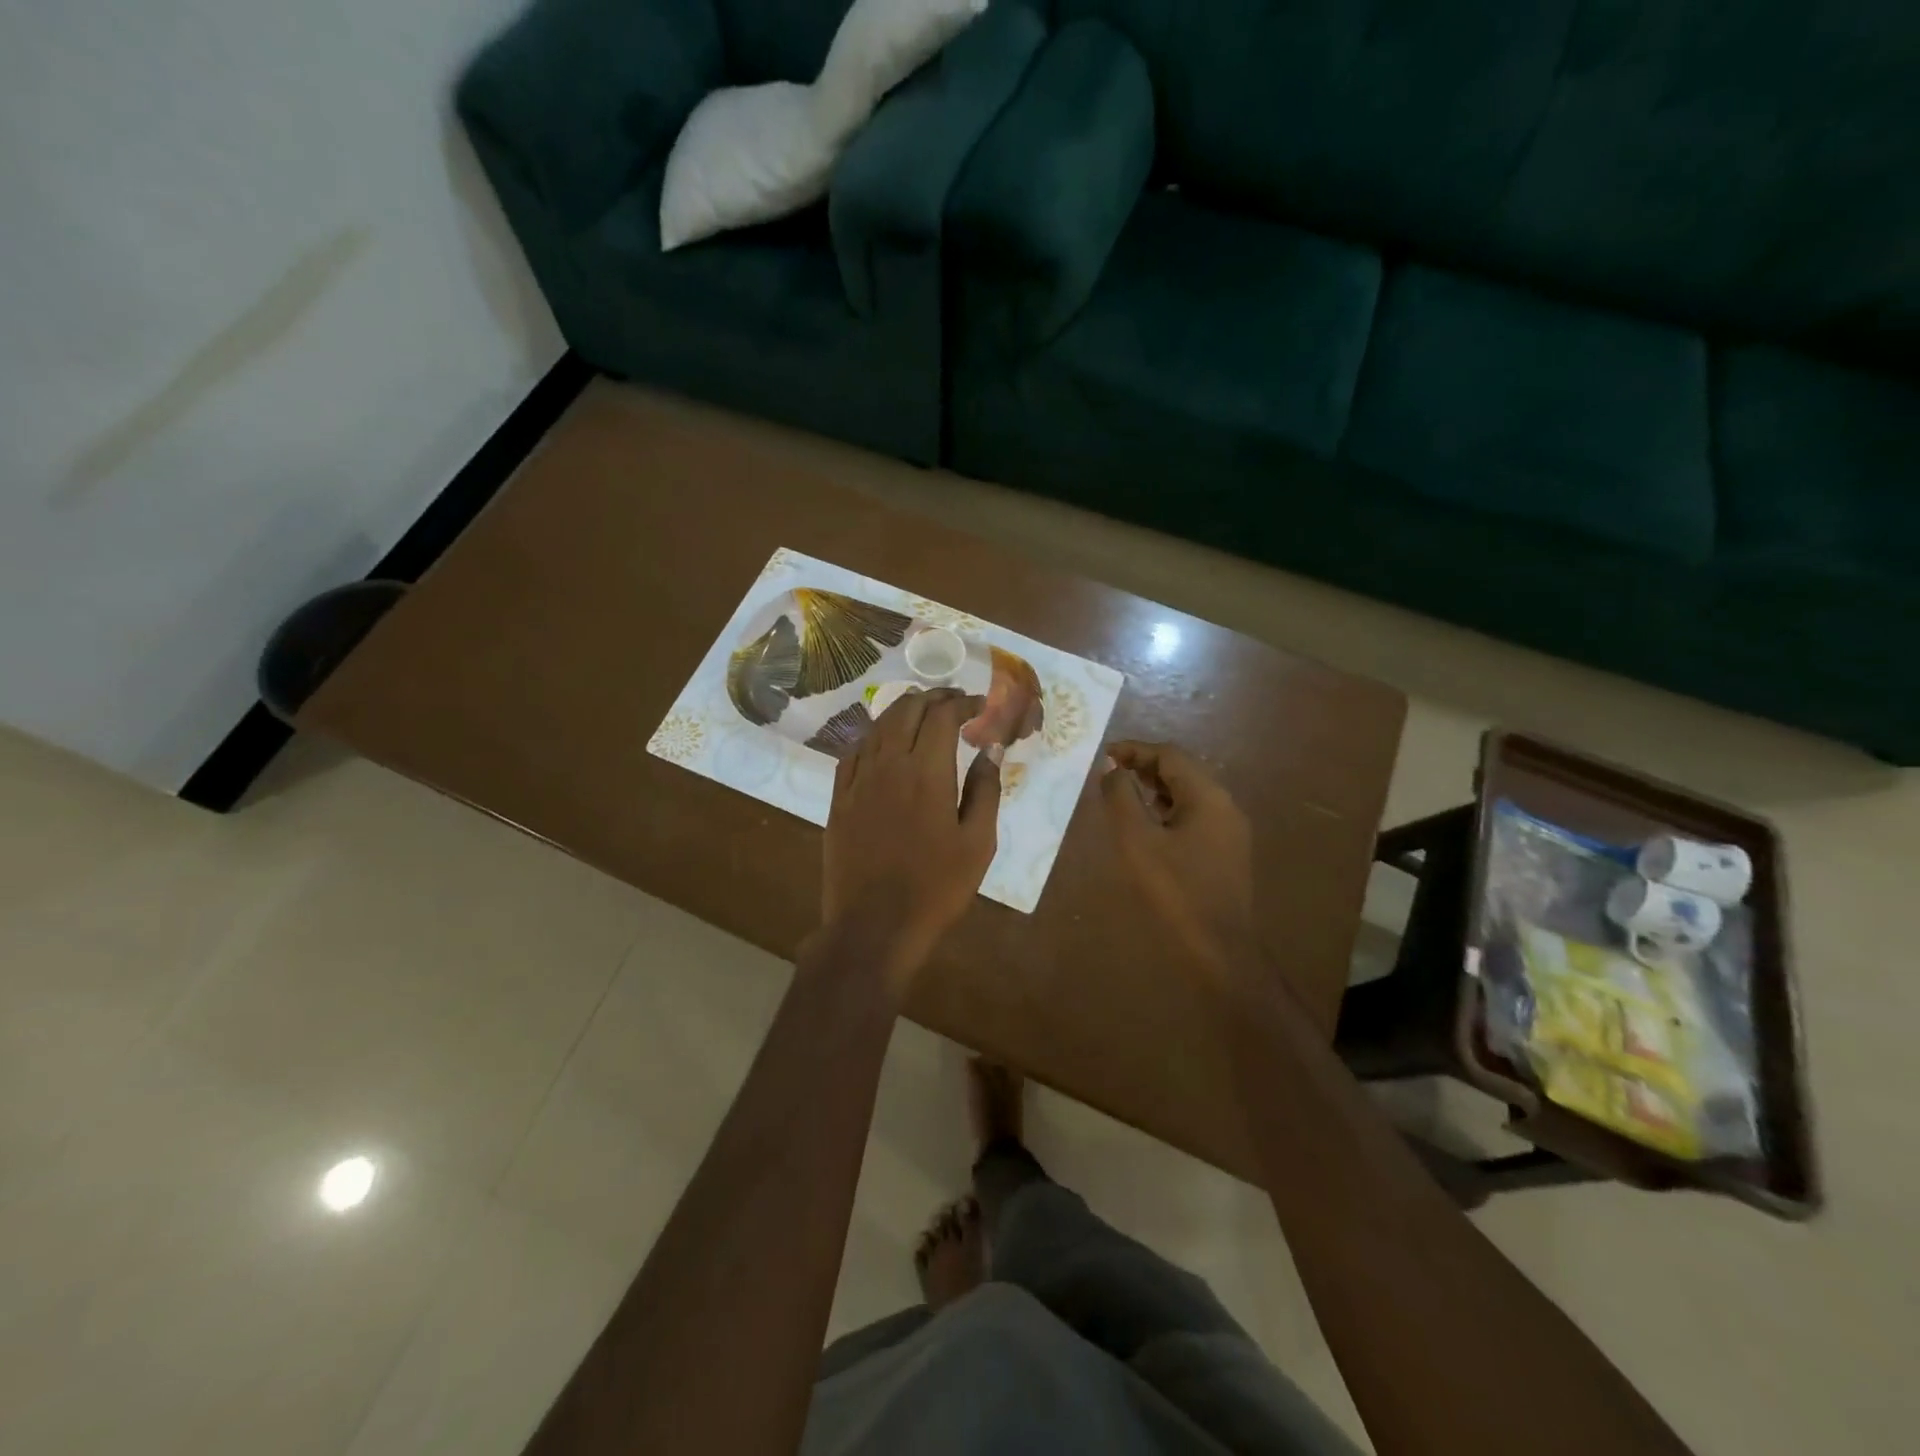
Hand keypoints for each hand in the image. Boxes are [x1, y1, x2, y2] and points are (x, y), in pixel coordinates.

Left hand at [823, 689, 1001, 984]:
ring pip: (877, 726)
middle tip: (954, 702)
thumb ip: (986, 791)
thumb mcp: (977, 843)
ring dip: (902, 710)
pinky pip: (854, 752)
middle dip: (934, 698)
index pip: (943, 715)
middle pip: (907, 710)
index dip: (964, 702)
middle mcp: (888, 765)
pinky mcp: (839, 799)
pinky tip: (883, 743)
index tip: (980, 706)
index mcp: (926, 772)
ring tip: (922, 712)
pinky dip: (874, 737)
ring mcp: (858, 781)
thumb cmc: (936, 888)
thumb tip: (990, 751)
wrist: (875, 926)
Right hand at [1099, 741, 1255, 974]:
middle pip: (1183, 769)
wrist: (1220, 946)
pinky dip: (1169, 808)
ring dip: (1156, 787)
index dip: (1135, 750)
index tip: (1104, 755)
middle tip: (1111, 773)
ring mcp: (1230, 828)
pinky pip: (1196, 814)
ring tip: (1124, 795)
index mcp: (1207, 795)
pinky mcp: (1227, 849)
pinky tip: (1149, 825)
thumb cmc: (1175, 889)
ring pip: (1190, 792)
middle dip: (1145, 766)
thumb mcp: (1137, 841)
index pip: (1170, 755)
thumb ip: (1121, 798)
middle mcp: (1225, 803)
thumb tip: (1112, 769)